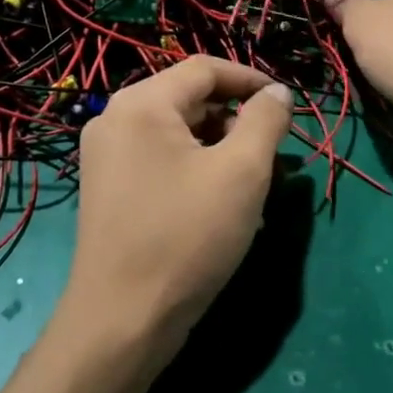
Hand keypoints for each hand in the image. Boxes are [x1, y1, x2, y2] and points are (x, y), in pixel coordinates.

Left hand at [59, 57, 292, 370]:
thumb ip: (265, 121)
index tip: (286, 105)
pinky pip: (162, 160)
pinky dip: (196, 170)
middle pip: (190, 100)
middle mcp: (115, 119)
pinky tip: (222, 206)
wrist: (122, 322)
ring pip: (178, 133)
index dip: (250, 80)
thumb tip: (277, 92)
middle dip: (237, 122)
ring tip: (254, 187)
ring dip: (221, 149)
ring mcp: (107, 156)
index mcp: (141, 104)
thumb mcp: (241, 173)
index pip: (204, 69)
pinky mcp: (109, 189)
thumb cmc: (187, 237)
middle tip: (273, 156)